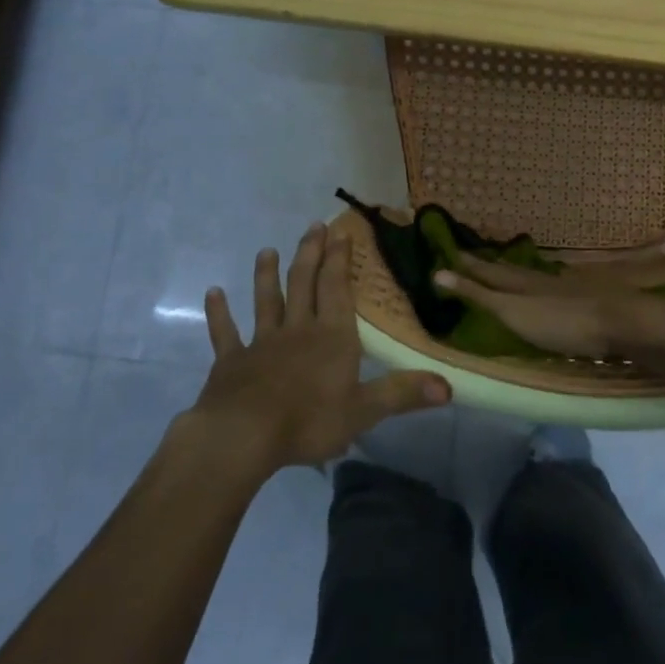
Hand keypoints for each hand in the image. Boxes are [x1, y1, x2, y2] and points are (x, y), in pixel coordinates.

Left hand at [185, 223, 450, 474]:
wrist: (243, 436)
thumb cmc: (309, 420)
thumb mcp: (364, 411)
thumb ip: (403, 393)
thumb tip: (450, 386)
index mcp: (332, 337)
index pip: (337, 289)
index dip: (340, 260)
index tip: (341, 232)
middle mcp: (298, 330)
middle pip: (304, 284)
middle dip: (310, 254)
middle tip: (314, 227)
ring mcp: (261, 343)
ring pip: (266, 301)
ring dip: (267, 275)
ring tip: (267, 251)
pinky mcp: (231, 361)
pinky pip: (225, 332)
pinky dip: (219, 313)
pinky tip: (214, 293)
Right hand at [433, 252, 664, 359]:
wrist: (621, 322)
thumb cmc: (561, 322)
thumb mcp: (512, 312)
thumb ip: (479, 295)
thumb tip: (438, 272)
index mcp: (518, 283)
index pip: (485, 271)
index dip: (466, 264)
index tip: (447, 250)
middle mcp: (538, 280)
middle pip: (507, 270)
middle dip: (486, 264)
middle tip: (469, 253)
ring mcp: (562, 288)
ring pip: (530, 276)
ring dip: (512, 272)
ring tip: (500, 267)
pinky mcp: (582, 300)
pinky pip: (549, 286)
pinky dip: (536, 284)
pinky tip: (542, 287)